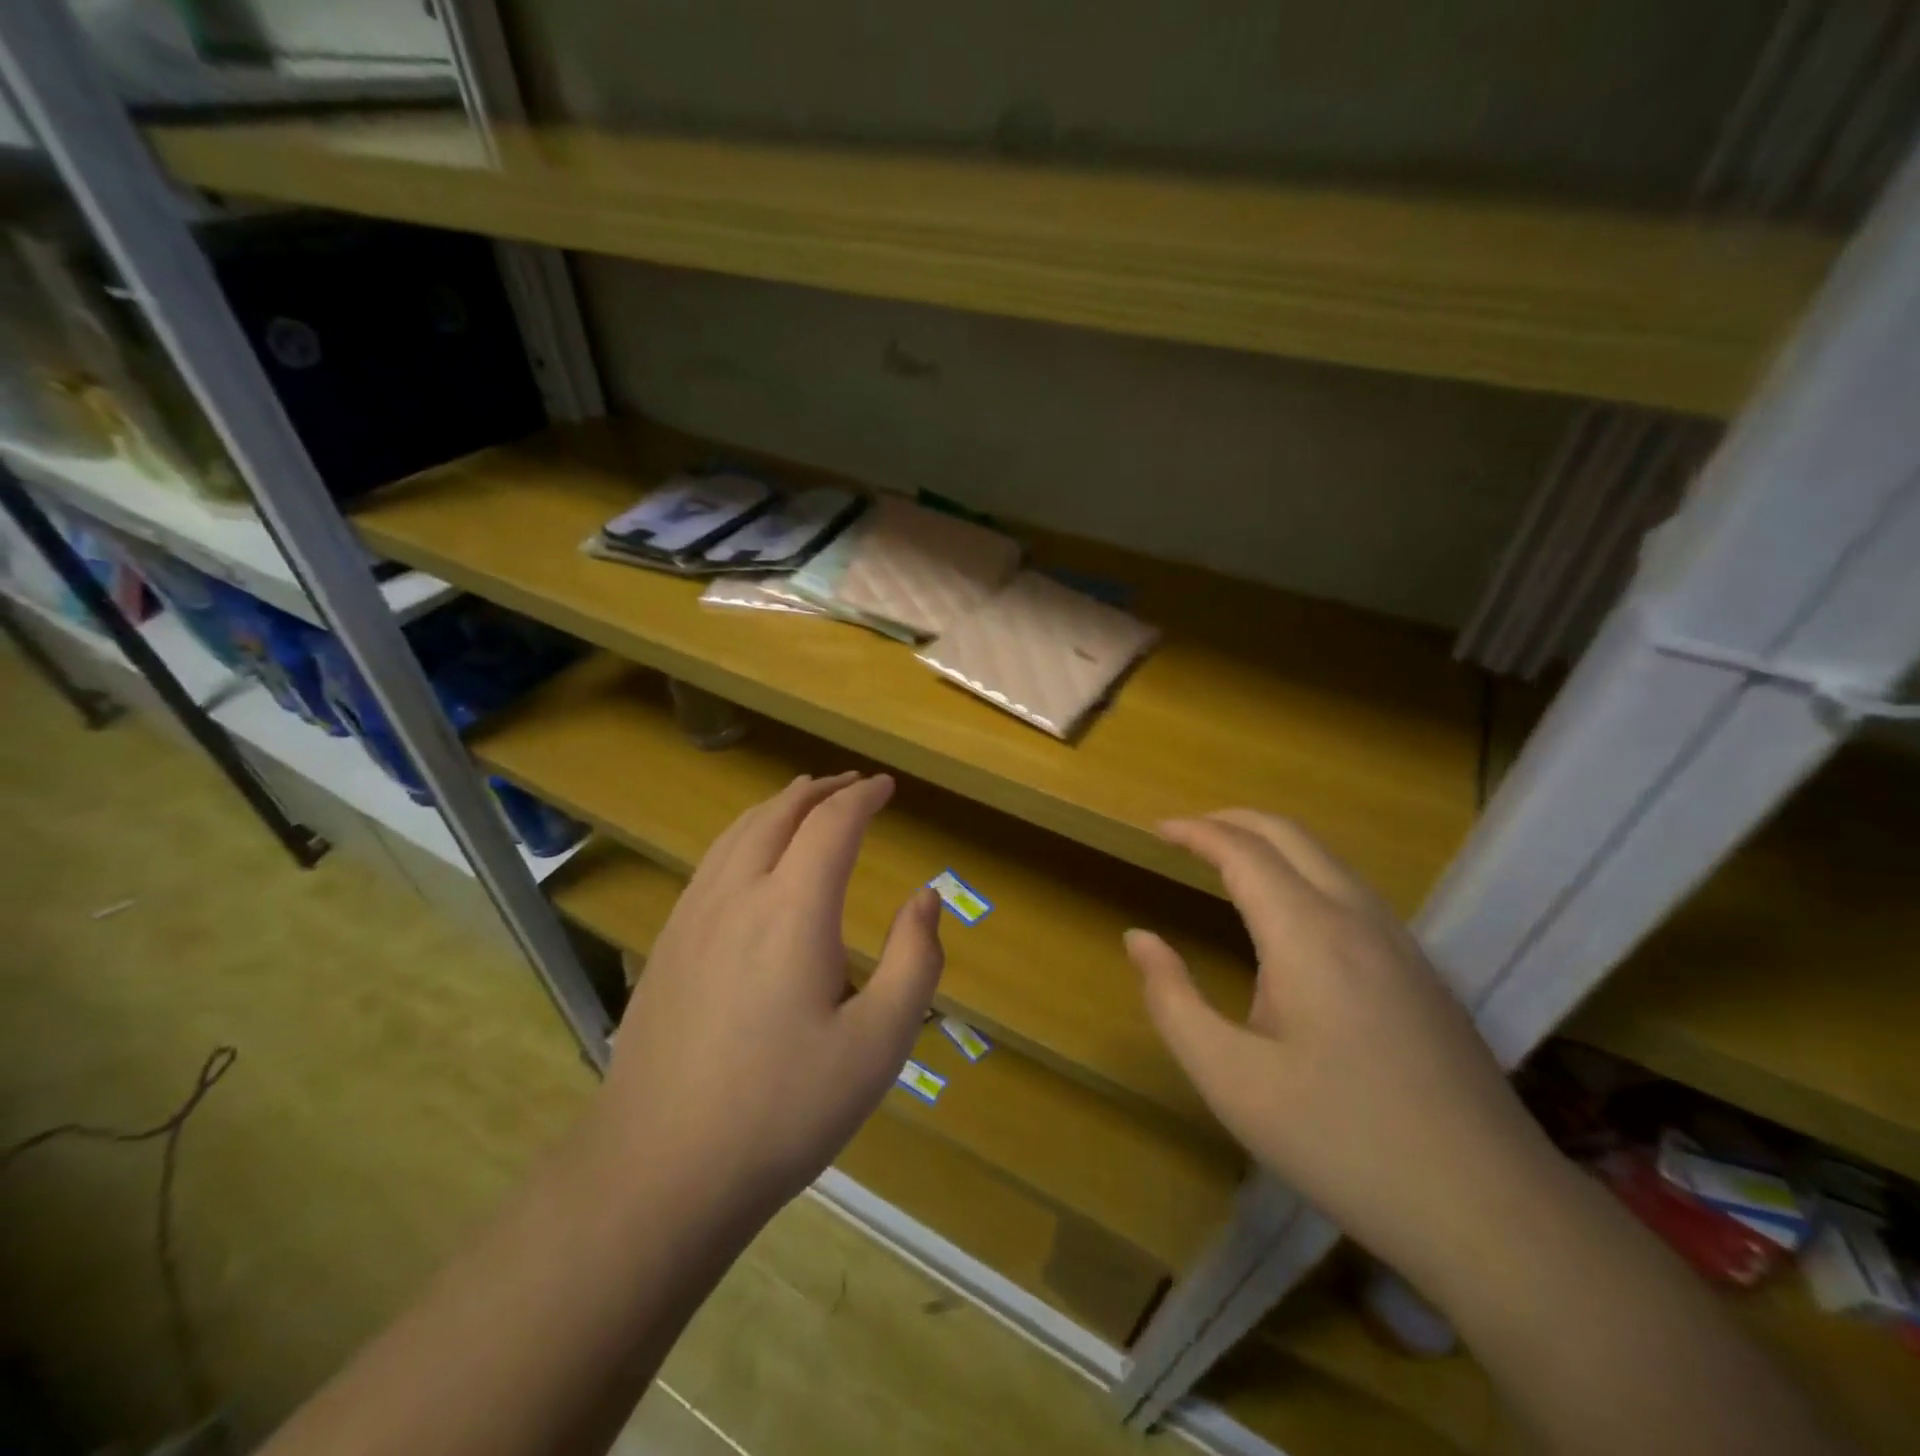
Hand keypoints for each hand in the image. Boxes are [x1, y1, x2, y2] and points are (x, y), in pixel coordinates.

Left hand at [598, 772, 943, 1218]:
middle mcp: (738, 893)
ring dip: (778, 806)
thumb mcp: (879, 1043)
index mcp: (793, 908)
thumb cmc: (784, 1109)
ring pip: (738, 832)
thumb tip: (925, 897)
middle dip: (821, 791)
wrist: (661, 1170)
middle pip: (780, 813)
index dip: (863, 797)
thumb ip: (915, 961)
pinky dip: (743, 834)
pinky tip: (749, 857)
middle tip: (851, 784)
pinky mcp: (666, 944)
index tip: (887, 787)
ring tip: (804, 799)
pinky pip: (711, 861)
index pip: (832, 823)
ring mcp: (692, 916)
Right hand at [1126, 810, 1559, 1290]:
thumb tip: (1139, 938)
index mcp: (1307, 934)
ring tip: (1229, 862)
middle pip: (1291, 835)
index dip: (1195, 831)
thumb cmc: (1341, 1140)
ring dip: (1272, 843)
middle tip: (1186, 832)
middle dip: (1233, 820)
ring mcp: (1401, 942)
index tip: (1156, 827)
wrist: (1491, 1210)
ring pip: (1329, 859)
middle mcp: (1357, 918)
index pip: (1243, 851)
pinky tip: (1292, 917)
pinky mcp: (1424, 971)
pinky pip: (1354, 891)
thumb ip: (1172, 1000)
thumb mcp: (1230, 1080)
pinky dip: (1306, 873)